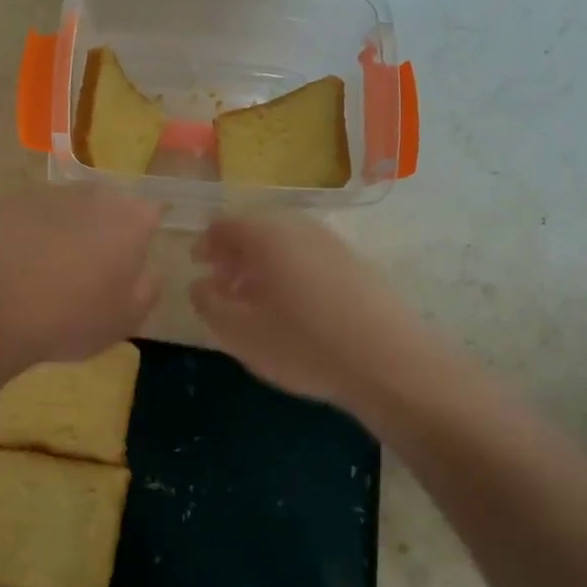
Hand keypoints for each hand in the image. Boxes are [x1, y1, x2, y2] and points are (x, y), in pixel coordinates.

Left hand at [0, 185, 161, 368]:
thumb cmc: (70, 319)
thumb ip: (147, 289)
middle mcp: (91, 195)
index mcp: (130, 219)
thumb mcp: (125, 320)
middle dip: (103, 229)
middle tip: (91, 268)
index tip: (131, 261)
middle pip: (107, 205)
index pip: (151, 214)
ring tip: (47, 270)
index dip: (143, 236)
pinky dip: (26, 235)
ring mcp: (44, 194)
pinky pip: (27, 217)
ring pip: (65, 208)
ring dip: (64, 230)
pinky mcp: (4, 203)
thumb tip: (147, 271)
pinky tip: (14, 267)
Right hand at [190, 214, 430, 412]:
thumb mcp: (238, 331)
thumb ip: (207, 302)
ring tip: (255, 303)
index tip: (198, 270)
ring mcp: (332, 244)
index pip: (223, 224)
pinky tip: (293, 310)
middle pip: (256, 230)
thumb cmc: (302, 343)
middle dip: (233, 256)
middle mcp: (300, 227)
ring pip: (284, 244)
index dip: (205, 245)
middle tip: (223, 287)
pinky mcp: (355, 265)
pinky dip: (289, 274)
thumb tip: (200, 284)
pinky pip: (309, 258)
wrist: (388, 362)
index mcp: (266, 234)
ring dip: (261, 266)